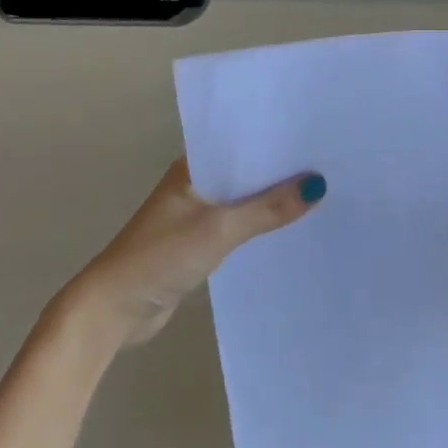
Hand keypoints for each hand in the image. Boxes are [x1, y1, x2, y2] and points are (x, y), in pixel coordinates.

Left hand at [51, 160, 324, 347]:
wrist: (116, 309)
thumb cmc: (161, 257)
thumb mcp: (219, 229)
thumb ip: (267, 209)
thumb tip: (317, 185)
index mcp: (192, 169)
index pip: (241, 144)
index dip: (276, 142)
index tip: (317, 138)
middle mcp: (195, 186)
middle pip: (246, 173)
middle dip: (282, 172)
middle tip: (332, 166)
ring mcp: (197, 216)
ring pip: (244, 201)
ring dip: (273, 202)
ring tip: (323, 195)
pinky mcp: (200, 244)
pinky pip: (240, 227)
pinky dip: (261, 227)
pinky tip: (292, 229)